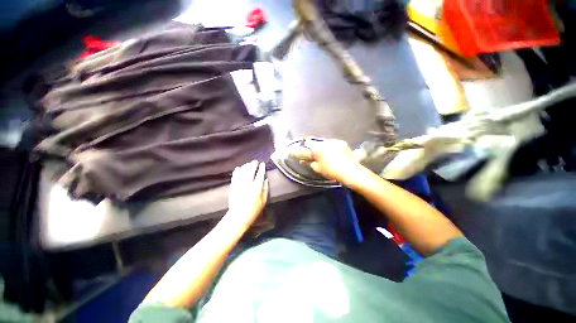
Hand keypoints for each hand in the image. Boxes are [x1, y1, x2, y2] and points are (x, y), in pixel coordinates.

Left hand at [225, 160, 268, 229]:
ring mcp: (239, 184)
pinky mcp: (233, 186)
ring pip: (242, 172)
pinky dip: (237, 171)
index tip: (262, 164)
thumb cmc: (254, 209)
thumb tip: (265, 179)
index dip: (261, 168)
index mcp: (256, 187)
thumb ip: (265, 189)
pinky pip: (235, 176)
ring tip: (248, 164)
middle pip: (250, 170)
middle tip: (255, 161)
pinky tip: (238, 168)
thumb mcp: (264, 200)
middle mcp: (248, 184)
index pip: (260, 174)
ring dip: (245, 166)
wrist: (239, 216)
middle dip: (253, 164)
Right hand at [292, 139, 364, 185]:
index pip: (308, 142)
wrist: (350, 171)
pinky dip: (333, 147)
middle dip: (317, 147)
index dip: (307, 147)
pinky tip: (336, 155)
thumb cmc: (331, 171)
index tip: (308, 152)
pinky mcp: (343, 143)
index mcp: (317, 148)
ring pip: (326, 142)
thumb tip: (302, 161)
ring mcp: (335, 141)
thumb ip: (308, 163)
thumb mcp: (318, 169)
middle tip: (318, 156)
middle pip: (317, 142)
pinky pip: (334, 143)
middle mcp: (325, 142)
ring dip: (325, 147)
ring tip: (328, 156)